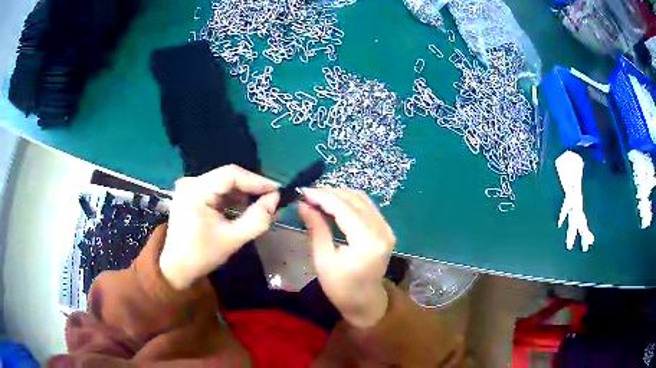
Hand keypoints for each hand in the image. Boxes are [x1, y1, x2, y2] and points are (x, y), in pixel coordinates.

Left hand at [160, 165, 279, 289]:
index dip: (256, 180)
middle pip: (227, 177)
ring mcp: (190, 188)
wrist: (177, 268)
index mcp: (195, 191)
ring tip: (264, 204)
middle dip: (251, 188)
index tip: (278, 191)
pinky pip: (217, 191)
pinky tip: (246, 207)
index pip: (230, 174)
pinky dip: (233, 199)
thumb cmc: (202, 255)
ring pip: (224, 183)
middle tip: (273, 199)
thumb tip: (275, 199)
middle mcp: (191, 183)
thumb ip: (257, 219)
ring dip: (243, 193)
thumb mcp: (232, 239)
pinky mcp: (192, 195)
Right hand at [298, 188, 395, 327]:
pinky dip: (350, 202)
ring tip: (318, 197)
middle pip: (355, 200)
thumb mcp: (323, 260)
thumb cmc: (341, 287)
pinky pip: (368, 207)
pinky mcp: (386, 230)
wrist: (365, 301)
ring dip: (340, 195)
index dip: (323, 197)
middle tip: (308, 195)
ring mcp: (387, 229)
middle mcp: (382, 231)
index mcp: (367, 242)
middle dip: (330, 193)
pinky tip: (334, 204)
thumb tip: (304, 204)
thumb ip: (317, 228)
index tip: (303, 192)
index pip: (344, 209)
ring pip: (362, 200)